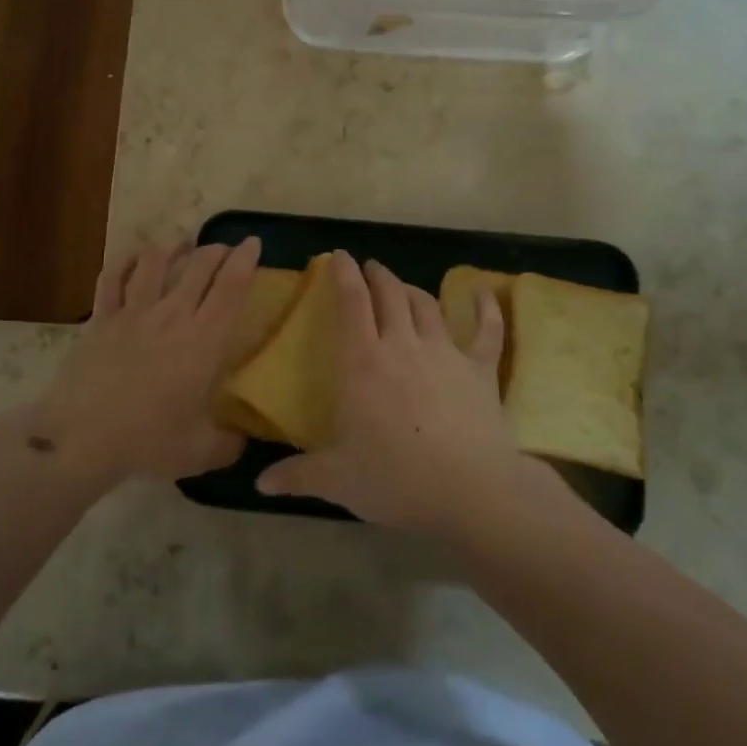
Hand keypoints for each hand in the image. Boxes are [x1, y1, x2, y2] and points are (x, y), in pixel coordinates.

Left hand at [25, 239, 259, 487]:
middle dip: (217, 249)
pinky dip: (125, 261)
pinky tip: (134, 259)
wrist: (81, 437)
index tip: (253, 243)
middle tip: (226, 250)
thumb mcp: (202, 452)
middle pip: (199, 265)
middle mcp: (172, 315)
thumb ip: (231, 443)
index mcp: (204, 341)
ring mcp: (133, 311)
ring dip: (174, 246)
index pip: (231, 286)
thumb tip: (245, 441)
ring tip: (183, 244)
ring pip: (156, 260)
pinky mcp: (102, 317)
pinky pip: (112, 277)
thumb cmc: (148, 441)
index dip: (246, 260)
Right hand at [255, 252, 521, 532]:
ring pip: (427, 305)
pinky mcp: (480, 369)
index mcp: (363, 362)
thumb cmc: (395, 478)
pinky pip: (486, 331)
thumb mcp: (337, 480)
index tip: (339, 256)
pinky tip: (483, 293)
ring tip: (403, 286)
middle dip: (377, 275)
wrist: (470, 489)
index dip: (344, 274)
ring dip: (412, 290)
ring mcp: (445, 353)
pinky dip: (485, 309)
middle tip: (370, 267)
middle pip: (390, 295)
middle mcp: (402, 345)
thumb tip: (260, 483)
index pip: (351, 303)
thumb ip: (297, 476)